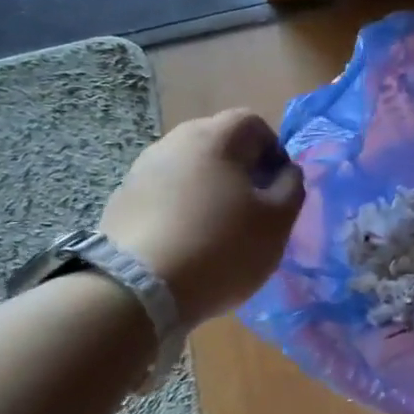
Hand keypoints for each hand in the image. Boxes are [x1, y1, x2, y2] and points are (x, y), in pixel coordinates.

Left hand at [100, 110, 303, 326]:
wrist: (138, 290)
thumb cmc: (222, 247)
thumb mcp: (278, 221)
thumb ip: (292, 187)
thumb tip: (286, 171)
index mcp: (215, 138)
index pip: (252, 123)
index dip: (273, 151)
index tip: (278, 188)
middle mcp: (174, 142)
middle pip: (218, 142)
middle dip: (241, 169)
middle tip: (253, 208)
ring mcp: (141, 170)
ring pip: (190, 168)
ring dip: (210, 189)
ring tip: (220, 229)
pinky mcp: (122, 200)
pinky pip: (164, 193)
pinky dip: (182, 208)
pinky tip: (188, 242)